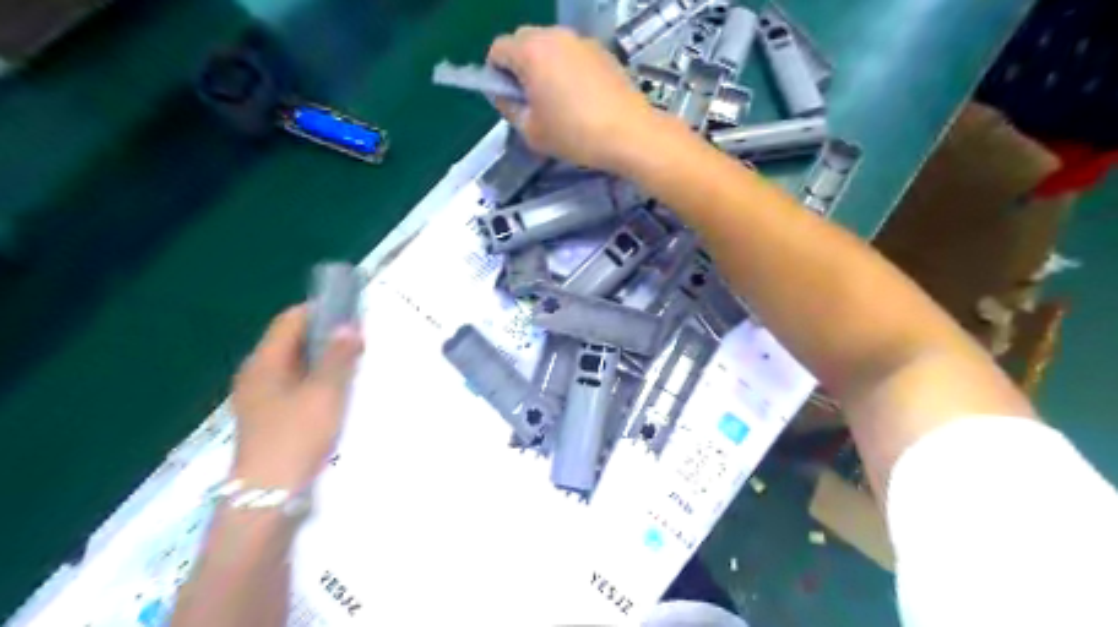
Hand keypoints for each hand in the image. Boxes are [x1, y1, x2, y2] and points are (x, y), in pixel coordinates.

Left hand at [231, 305, 362, 491]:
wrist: (269, 496)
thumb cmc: (297, 436)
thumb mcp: (325, 393)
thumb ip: (339, 357)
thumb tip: (349, 326)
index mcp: (264, 363)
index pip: (290, 320)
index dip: (321, 311)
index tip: (353, 314)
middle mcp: (258, 374)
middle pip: (293, 341)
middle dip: (327, 336)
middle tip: (360, 340)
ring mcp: (262, 397)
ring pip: (297, 364)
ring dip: (325, 359)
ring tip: (356, 363)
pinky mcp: (271, 416)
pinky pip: (297, 385)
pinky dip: (318, 380)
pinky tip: (340, 391)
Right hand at [488, 25, 661, 170]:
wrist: (629, 134)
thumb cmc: (574, 135)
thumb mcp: (531, 131)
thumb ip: (508, 108)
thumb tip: (504, 95)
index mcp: (531, 52)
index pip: (498, 49)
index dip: (497, 75)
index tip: (509, 99)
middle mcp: (555, 36)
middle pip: (524, 42)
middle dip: (520, 67)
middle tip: (532, 102)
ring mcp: (582, 41)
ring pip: (551, 47)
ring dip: (545, 67)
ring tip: (559, 102)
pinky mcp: (602, 51)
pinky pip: (574, 54)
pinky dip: (569, 69)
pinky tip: (582, 99)